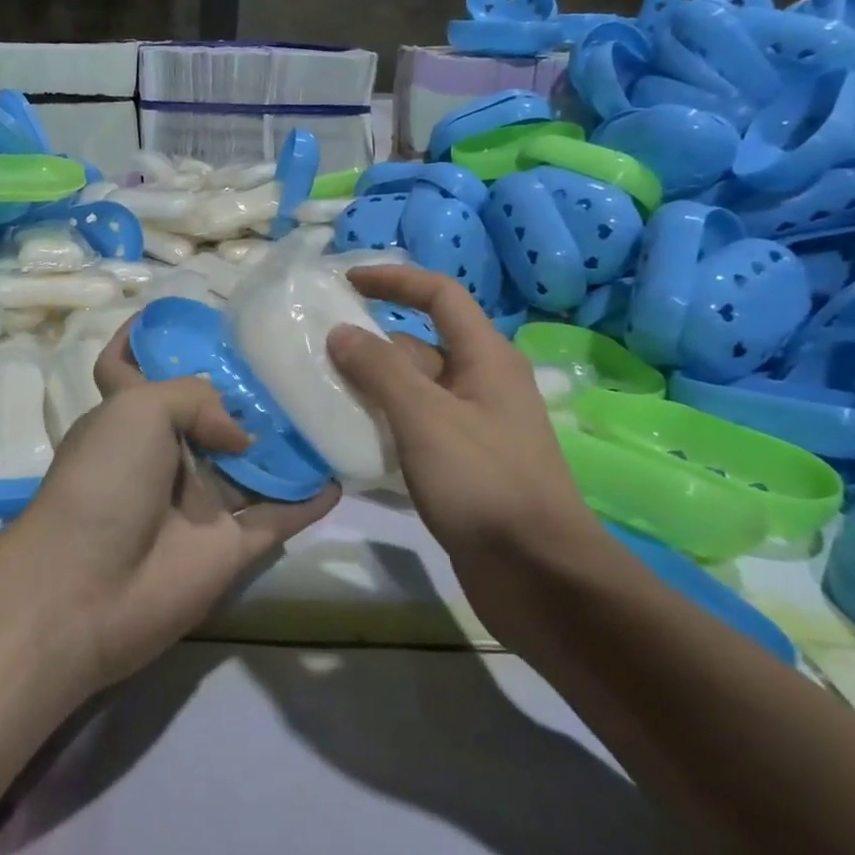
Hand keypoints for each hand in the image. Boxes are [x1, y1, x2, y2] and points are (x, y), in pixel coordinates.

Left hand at [11, 329, 337, 690]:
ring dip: (284, 442)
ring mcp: (200, 502)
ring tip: (327, 402)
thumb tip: (241, 436)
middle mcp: (165, 454)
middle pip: (207, 414)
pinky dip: (307, 499)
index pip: (127, 366)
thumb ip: (195, 397)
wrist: (90, 588)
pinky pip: (278, 515)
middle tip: (291, 356)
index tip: (182, 314)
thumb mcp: (137, 409)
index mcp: (128, 416)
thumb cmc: (104, 481)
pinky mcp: (230, 545)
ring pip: (251, 464)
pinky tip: (341, 475)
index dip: (143, 339)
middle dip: (242, 388)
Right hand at [326, 265, 594, 562]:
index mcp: (486, 358)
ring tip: (319, 389)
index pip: (440, 295)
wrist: (537, 574)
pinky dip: (383, 422)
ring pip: (414, 390)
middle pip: (421, 345)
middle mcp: (482, 383)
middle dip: (371, 342)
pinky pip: (415, 427)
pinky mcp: (462, 463)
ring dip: (372, 386)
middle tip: (317, 348)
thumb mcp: (425, 417)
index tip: (346, 282)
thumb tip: (341, 331)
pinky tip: (348, 435)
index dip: (395, 280)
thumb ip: (380, 370)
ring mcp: (473, 426)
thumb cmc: (484, 482)